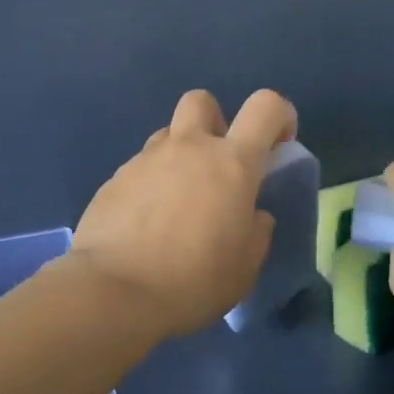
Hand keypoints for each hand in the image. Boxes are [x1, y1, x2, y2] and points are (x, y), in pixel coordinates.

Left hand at [67, 89, 297, 338]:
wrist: (113, 292)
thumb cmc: (193, 280)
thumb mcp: (245, 267)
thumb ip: (256, 231)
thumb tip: (253, 215)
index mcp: (232, 163)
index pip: (266, 107)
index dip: (280, 116)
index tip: (278, 145)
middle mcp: (188, 148)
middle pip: (202, 101)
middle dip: (214, 122)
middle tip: (217, 165)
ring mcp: (145, 160)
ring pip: (167, 136)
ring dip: (179, 157)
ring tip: (177, 202)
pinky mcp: (114, 179)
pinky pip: (140, 168)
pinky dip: (150, 185)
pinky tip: (145, 224)